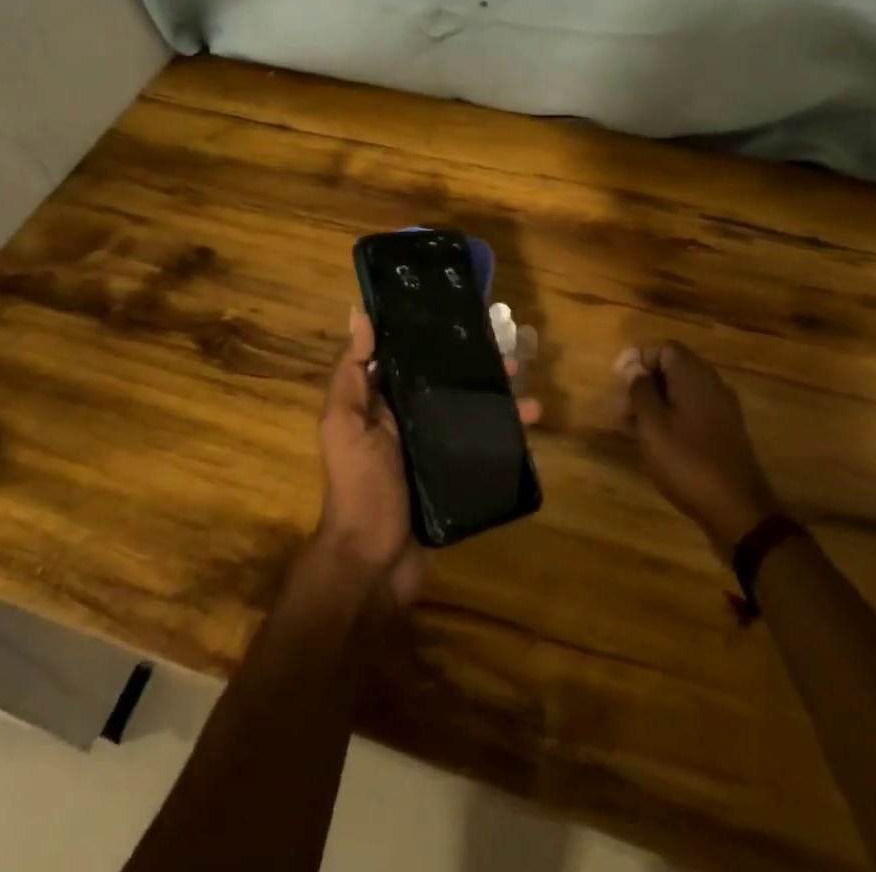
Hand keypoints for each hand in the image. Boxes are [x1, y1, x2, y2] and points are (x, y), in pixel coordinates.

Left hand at [315, 310, 539, 608]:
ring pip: (470, 410)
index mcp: (382, 401)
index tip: (465, 312)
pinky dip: (506, 433)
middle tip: (508, 352)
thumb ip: (352, 372)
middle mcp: (410, 419)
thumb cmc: (360, 486)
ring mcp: (435, 447)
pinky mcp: (456, 473)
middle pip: (447, 381)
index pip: (411, 355)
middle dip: (476, 365)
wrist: (374, 564)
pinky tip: (530, 423)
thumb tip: (358, 313)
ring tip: (526, 386)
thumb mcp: (344, 423)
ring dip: (498, 397)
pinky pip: (484, 444)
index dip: (433, 334)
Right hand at [618, 341, 781, 555]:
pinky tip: (658, 443)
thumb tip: (634, 365)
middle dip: (645, 383)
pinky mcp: (726, 432)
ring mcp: (723, 409)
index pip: (663, 348)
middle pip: (674, 369)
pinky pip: (694, 412)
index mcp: (693, 375)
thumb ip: (641, 389)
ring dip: (657, 403)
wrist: (738, 510)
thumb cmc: (687, 461)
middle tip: (623, 408)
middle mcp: (712, 384)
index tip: (618, 379)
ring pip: (683, 393)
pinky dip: (673, 419)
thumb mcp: (652, 424)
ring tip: (634, 429)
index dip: (638, 358)